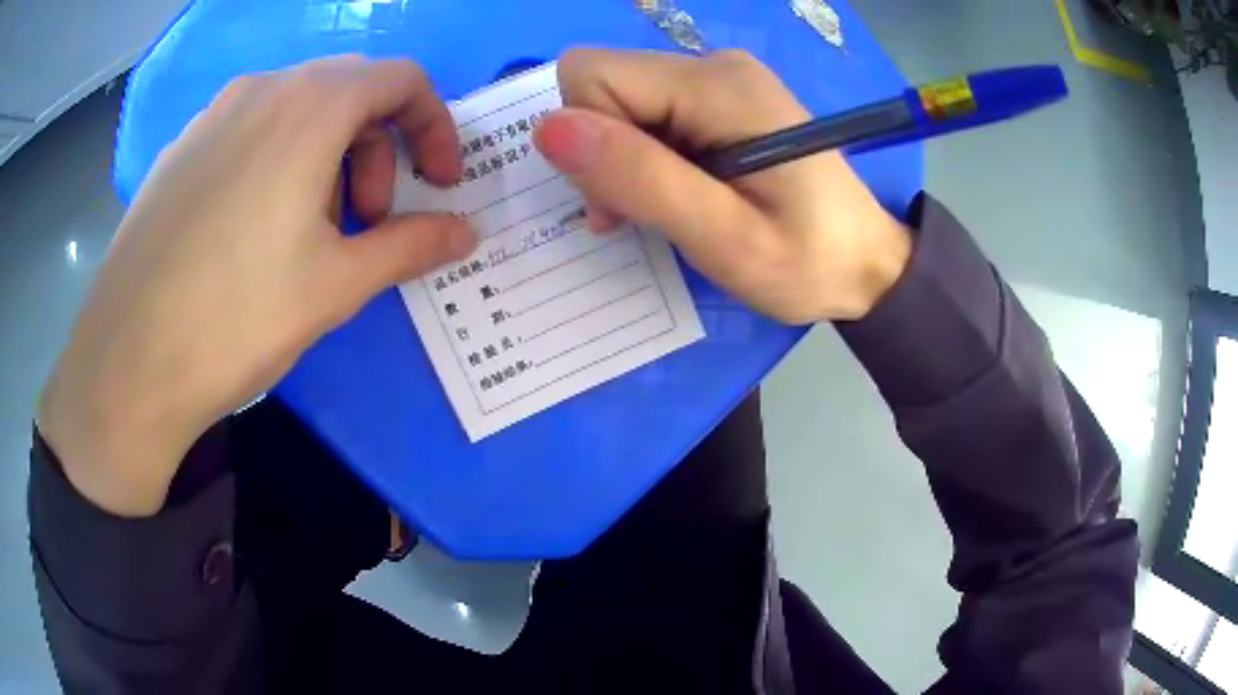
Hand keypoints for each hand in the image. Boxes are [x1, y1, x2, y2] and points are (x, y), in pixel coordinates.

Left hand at [39, 56, 476, 516]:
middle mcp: (262, 90)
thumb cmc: (235, 318)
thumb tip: (466, 233)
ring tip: (309, 230)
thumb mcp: (337, 285)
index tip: (438, 182)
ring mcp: (213, 116)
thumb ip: (411, 246)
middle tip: (368, 219)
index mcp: (309, 107)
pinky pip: (249, 130)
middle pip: (350, 91)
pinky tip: (254, 228)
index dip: (433, 126)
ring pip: (296, 110)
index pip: (401, 80)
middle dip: (377, 148)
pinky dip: (277, 160)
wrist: (128, 362)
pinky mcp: (180, 150)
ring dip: (327, 156)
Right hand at [533, 49, 910, 323]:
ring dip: (625, 159)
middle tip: (643, 213)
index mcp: (716, 86)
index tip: (621, 200)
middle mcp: (714, 65)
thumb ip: (641, 179)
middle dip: (603, 151)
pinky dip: (647, 155)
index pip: (591, 74)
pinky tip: (681, 191)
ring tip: (669, 211)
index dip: (588, 138)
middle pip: (603, 82)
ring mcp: (720, 79)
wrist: (869, 263)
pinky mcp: (723, 100)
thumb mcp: (724, 237)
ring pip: (622, 99)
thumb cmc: (808, 262)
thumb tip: (549, 129)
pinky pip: (650, 112)